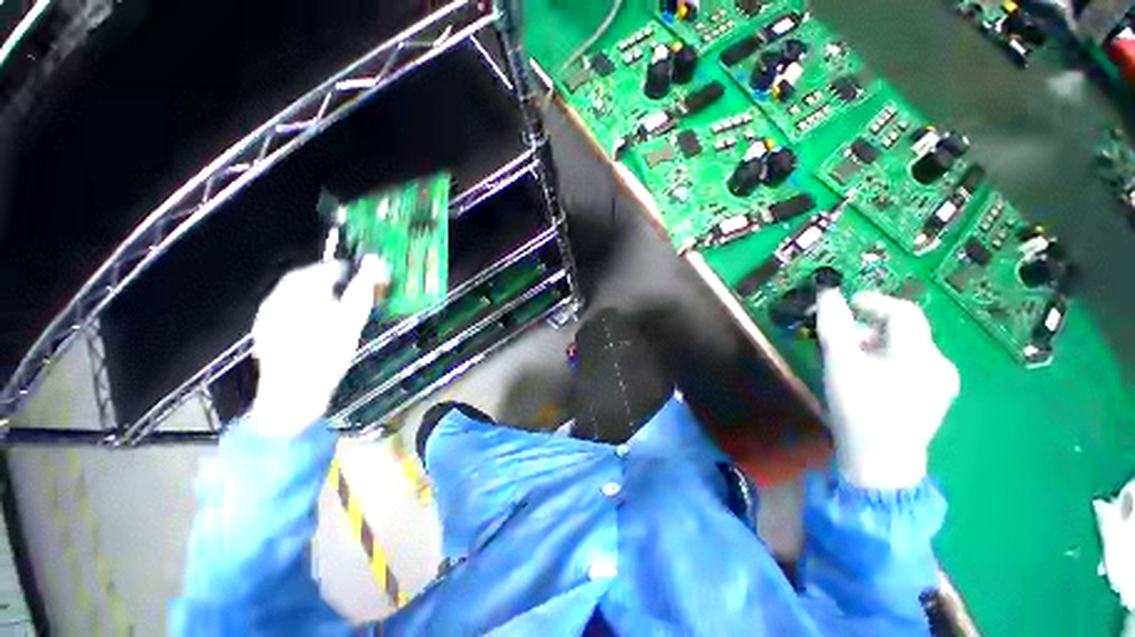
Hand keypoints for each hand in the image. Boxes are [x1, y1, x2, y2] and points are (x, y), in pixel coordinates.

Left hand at [248, 256, 388, 437]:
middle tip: (349, 289)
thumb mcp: (352, 322)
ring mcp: (267, 315)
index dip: (346, 269)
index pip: (324, 269)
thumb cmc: (327, 357)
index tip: (362, 275)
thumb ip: (363, 290)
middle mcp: (278, 298)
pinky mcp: (264, 330)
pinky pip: (283, 307)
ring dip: (314, 292)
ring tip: (335, 305)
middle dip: (327, 279)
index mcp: (299, 293)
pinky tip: (314, 322)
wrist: (292, 395)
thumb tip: (376, 262)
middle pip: (304, 278)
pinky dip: (302, 307)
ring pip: (292, 293)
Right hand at [815, 290, 959, 489]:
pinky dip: (889, 361)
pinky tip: (871, 377)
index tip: (847, 303)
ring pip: (908, 348)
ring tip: (851, 360)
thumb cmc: (858, 409)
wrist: (880, 462)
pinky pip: (913, 365)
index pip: (903, 311)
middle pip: (905, 331)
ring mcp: (943, 382)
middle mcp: (940, 363)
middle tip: (841, 338)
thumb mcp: (840, 364)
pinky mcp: (938, 396)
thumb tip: (827, 292)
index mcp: (919, 354)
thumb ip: (834, 325)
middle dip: (870, 328)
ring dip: (877, 345)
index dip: (874, 301)